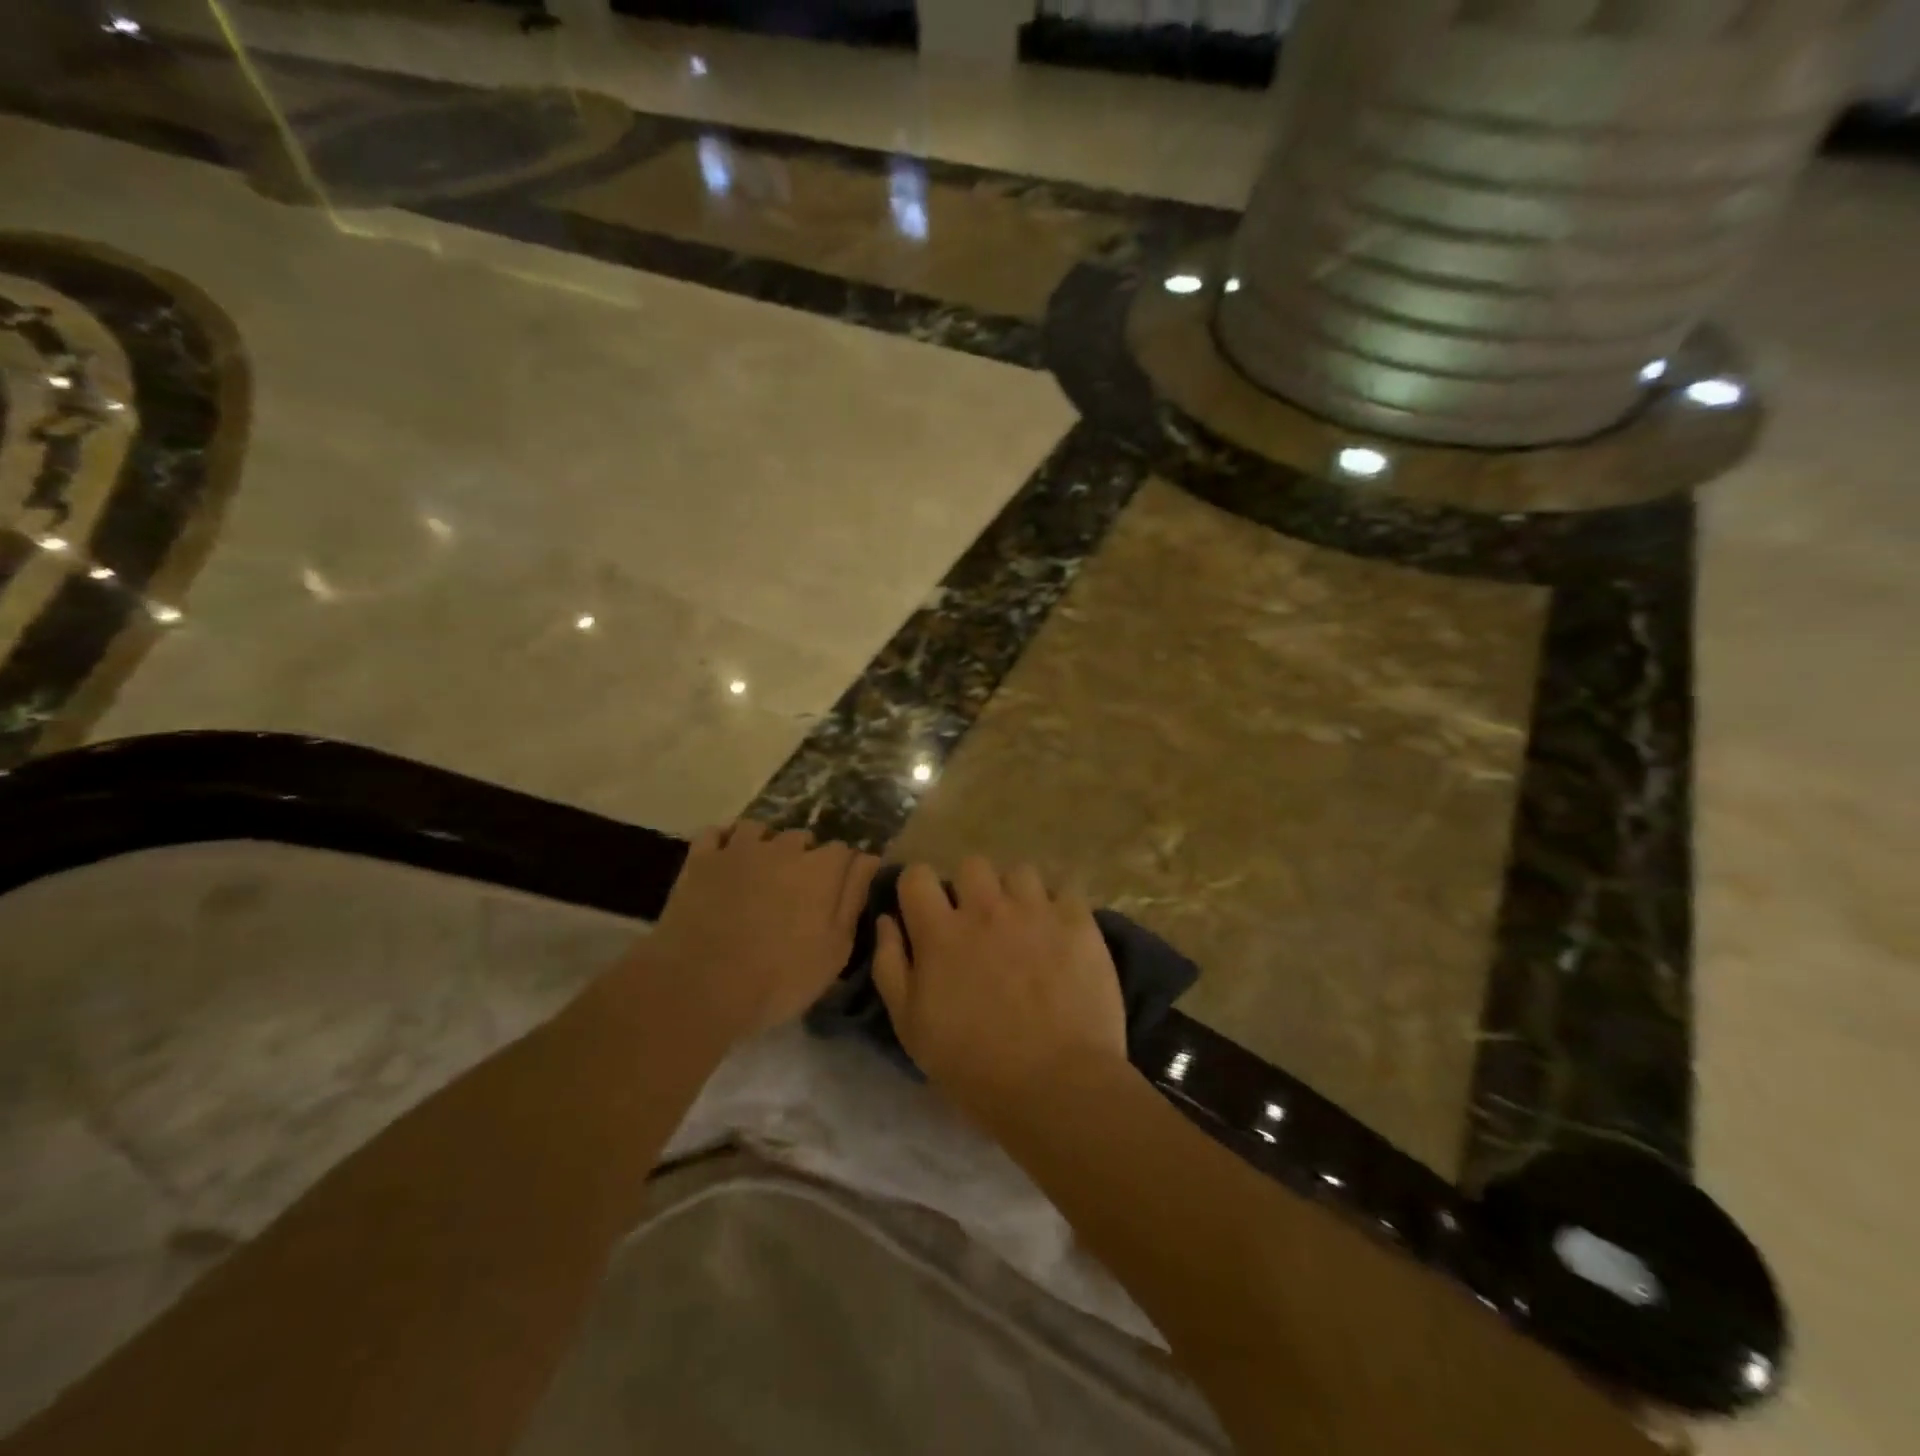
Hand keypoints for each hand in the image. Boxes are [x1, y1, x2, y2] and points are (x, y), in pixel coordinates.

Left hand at [619, 822, 879, 1047]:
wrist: (701, 988)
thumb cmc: (780, 978)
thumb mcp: (835, 950)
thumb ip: (854, 898)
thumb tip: (868, 860)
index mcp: (822, 869)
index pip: (844, 851)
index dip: (843, 871)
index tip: (837, 893)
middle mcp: (784, 848)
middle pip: (803, 838)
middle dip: (805, 857)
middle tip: (797, 892)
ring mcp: (739, 849)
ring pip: (759, 829)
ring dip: (765, 845)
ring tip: (761, 873)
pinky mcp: (701, 860)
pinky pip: (716, 833)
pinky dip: (724, 842)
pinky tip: (726, 861)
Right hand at [871, 858, 1126, 1114]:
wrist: (1057, 1086)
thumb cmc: (973, 1066)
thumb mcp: (910, 1026)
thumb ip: (891, 965)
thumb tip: (887, 920)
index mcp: (940, 932)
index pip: (917, 875)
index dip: (918, 889)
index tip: (925, 911)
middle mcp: (986, 908)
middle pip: (971, 865)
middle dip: (970, 888)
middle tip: (979, 924)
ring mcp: (1036, 911)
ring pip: (1019, 872)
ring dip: (1015, 895)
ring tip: (1024, 927)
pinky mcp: (1078, 923)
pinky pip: (1064, 892)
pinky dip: (1058, 910)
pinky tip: (1059, 938)